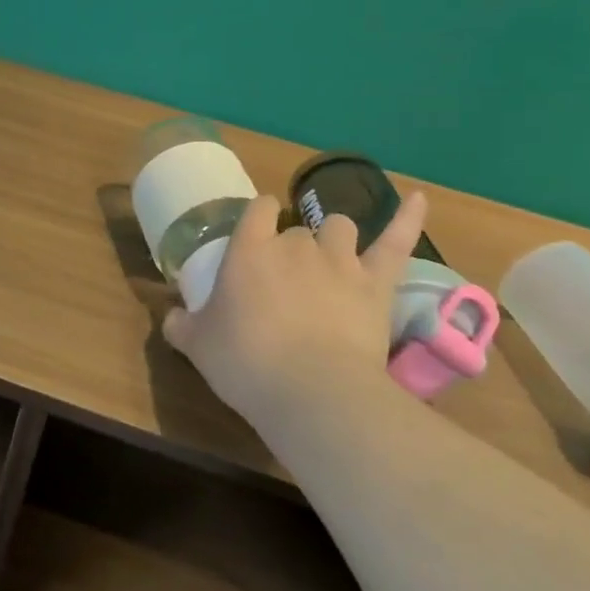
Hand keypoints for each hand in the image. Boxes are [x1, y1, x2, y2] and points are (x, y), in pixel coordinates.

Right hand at [162, 190, 427, 427]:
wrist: (312, 392)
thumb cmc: (246, 363)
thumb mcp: (198, 346)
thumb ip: (181, 325)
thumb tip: (171, 317)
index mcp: (249, 251)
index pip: (255, 210)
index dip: (256, 217)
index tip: (253, 234)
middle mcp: (295, 245)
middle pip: (296, 229)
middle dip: (291, 246)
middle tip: (284, 281)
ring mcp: (340, 261)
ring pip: (339, 228)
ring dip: (333, 239)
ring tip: (330, 260)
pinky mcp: (376, 284)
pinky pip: (396, 242)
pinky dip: (408, 219)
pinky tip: (419, 198)